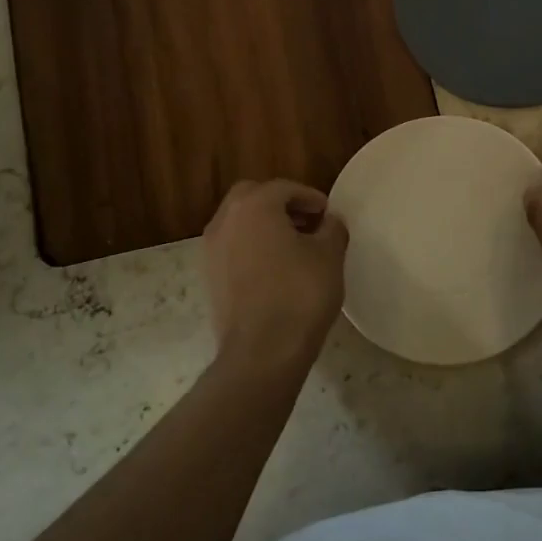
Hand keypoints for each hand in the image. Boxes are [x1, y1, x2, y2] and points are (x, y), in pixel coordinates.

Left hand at [203, 180, 348, 373]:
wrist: (262, 352)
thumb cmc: (300, 294)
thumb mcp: (329, 256)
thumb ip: (332, 228)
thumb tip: (329, 221)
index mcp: (254, 206)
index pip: (284, 188)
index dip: (310, 197)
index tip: (328, 213)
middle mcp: (225, 220)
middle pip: (253, 197)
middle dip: (280, 205)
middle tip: (307, 222)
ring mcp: (211, 250)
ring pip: (239, 223)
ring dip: (264, 226)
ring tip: (293, 247)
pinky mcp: (209, 278)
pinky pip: (232, 248)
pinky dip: (251, 247)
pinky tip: (274, 269)